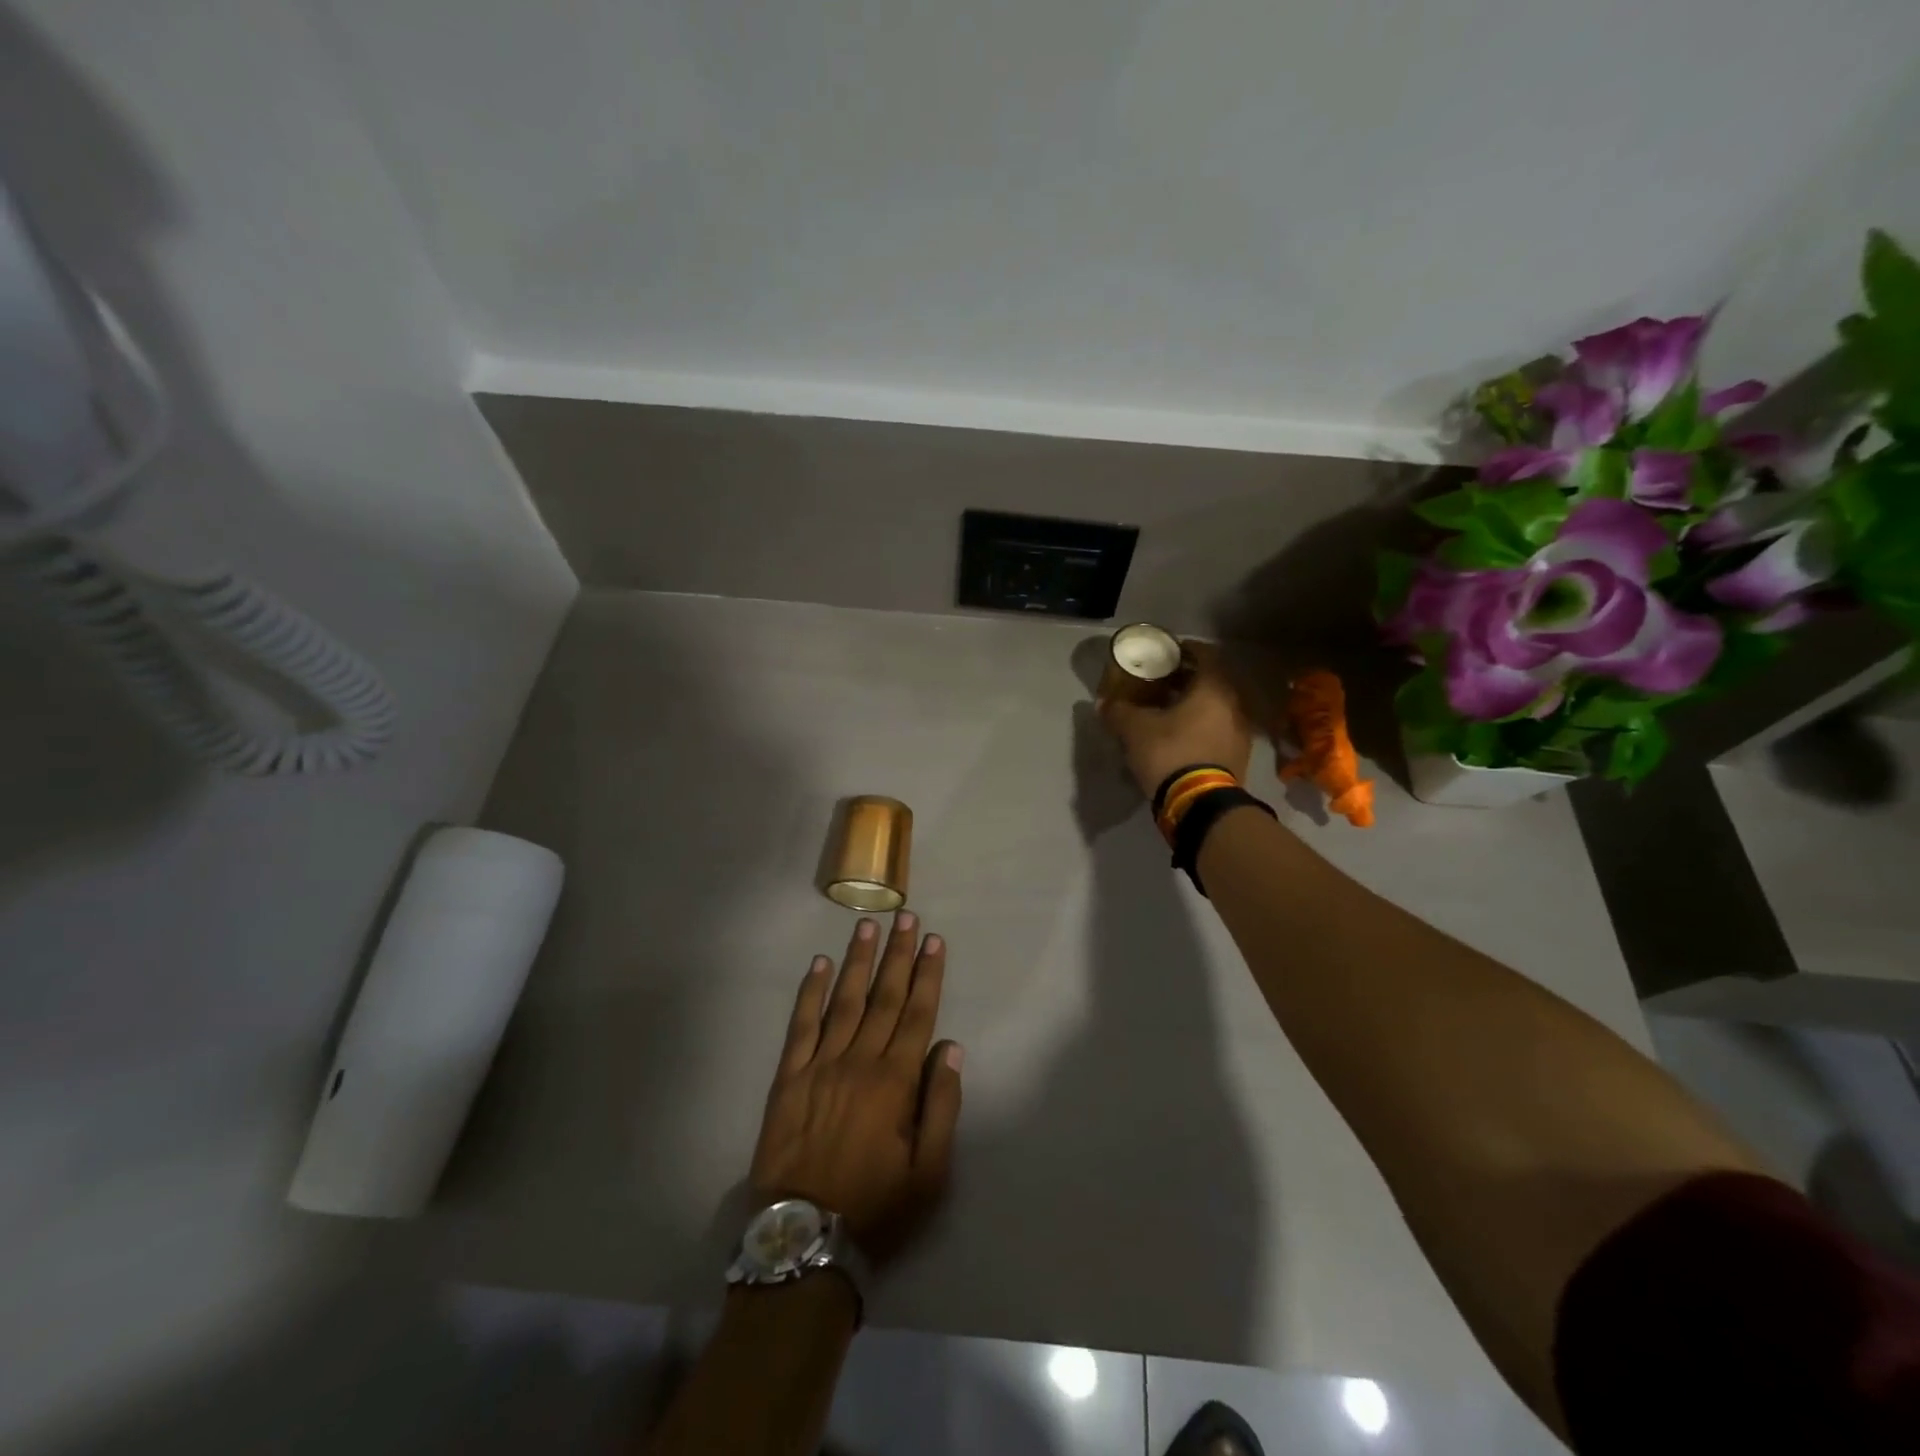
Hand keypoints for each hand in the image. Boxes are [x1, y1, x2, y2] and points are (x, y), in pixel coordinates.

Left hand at [751, 912, 962, 1264]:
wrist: (804, 1238)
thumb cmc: (875, 1206)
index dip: (927, 975)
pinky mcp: (789, 1076)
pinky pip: (801, 1024)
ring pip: (845, 1000)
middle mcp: (859, 1061)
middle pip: (884, 996)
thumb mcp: (929, 1172)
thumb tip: (951, 1049)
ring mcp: (820, 1065)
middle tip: (906, 917)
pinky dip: (811, 992)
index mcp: (895, 1081)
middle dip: (898, 954)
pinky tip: (820, 965)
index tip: (934, 941)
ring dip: (859, 960)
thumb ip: (942, 1106)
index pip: (917, 1014)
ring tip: (869, 925)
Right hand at [1097, 642, 1253, 797]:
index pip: (1206, 654)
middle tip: (1161, 682)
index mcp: (1214, 688)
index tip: (1166, 652)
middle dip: (1187, 679)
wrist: (1200, 804)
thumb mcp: (1135, 729)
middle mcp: (1234, 704)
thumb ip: (1119, 711)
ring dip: (1195, 705)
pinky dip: (1201, 726)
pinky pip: (1219, 730)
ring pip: (1217, 707)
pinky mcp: (1239, 757)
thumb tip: (1103, 703)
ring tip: (1168, 711)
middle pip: (1212, 681)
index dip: (1185, 649)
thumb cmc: (1170, 752)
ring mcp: (1241, 732)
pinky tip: (1180, 737)